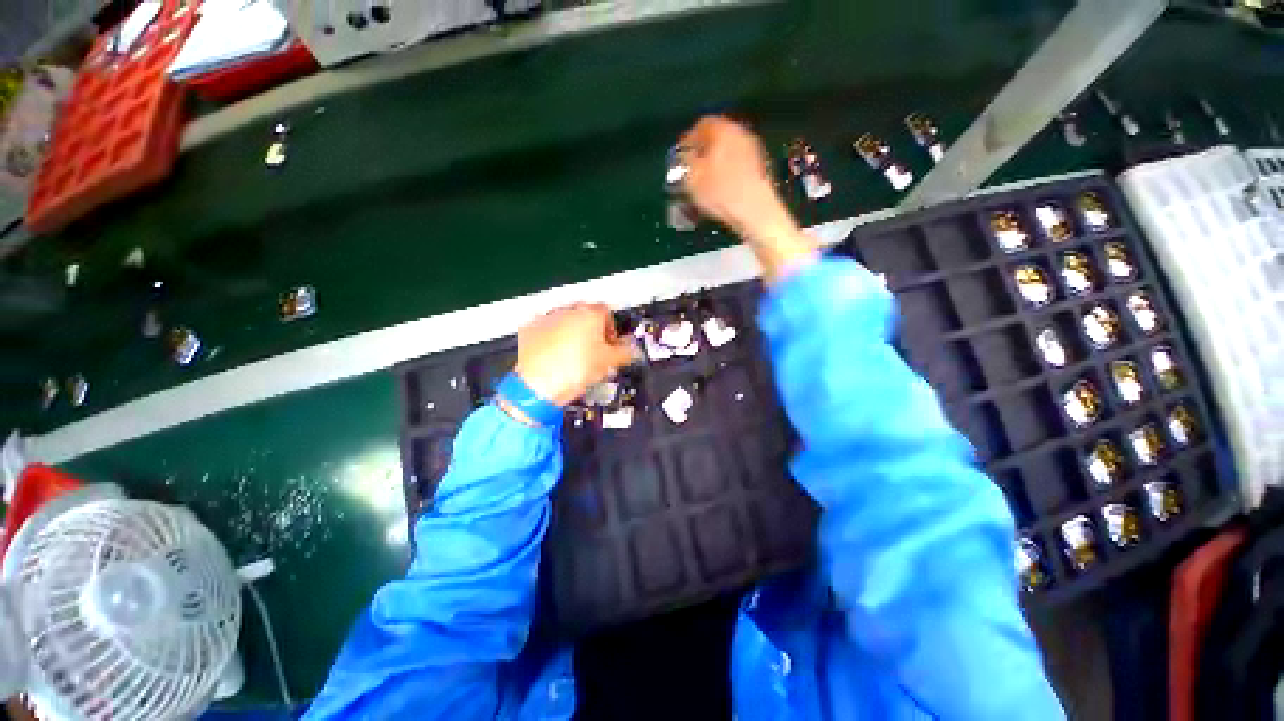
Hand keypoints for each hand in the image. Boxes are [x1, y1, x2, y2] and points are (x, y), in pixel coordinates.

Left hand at [514, 303, 634, 406]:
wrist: (537, 384)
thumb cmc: (570, 371)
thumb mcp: (609, 363)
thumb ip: (626, 351)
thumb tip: (633, 349)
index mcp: (590, 314)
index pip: (608, 312)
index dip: (612, 330)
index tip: (610, 344)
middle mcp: (568, 311)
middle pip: (586, 316)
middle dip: (592, 331)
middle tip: (594, 352)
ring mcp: (548, 318)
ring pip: (566, 322)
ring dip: (573, 335)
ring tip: (575, 357)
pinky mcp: (530, 329)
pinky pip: (547, 330)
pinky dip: (553, 340)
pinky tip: (557, 357)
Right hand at [677, 116, 816, 280]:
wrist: (755, 212)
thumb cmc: (721, 193)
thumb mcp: (692, 177)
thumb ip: (684, 161)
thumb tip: (683, 156)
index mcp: (723, 130)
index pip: (701, 125)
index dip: (687, 140)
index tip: (678, 157)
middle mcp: (740, 134)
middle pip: (716, 137)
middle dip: (701, 152)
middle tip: (689, 169)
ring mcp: (753, 151)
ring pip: (727, 152)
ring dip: (713, 164)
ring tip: (702, 182)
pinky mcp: (759, 169)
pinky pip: (736, 165)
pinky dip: (725, 173)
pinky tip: (719, 190)